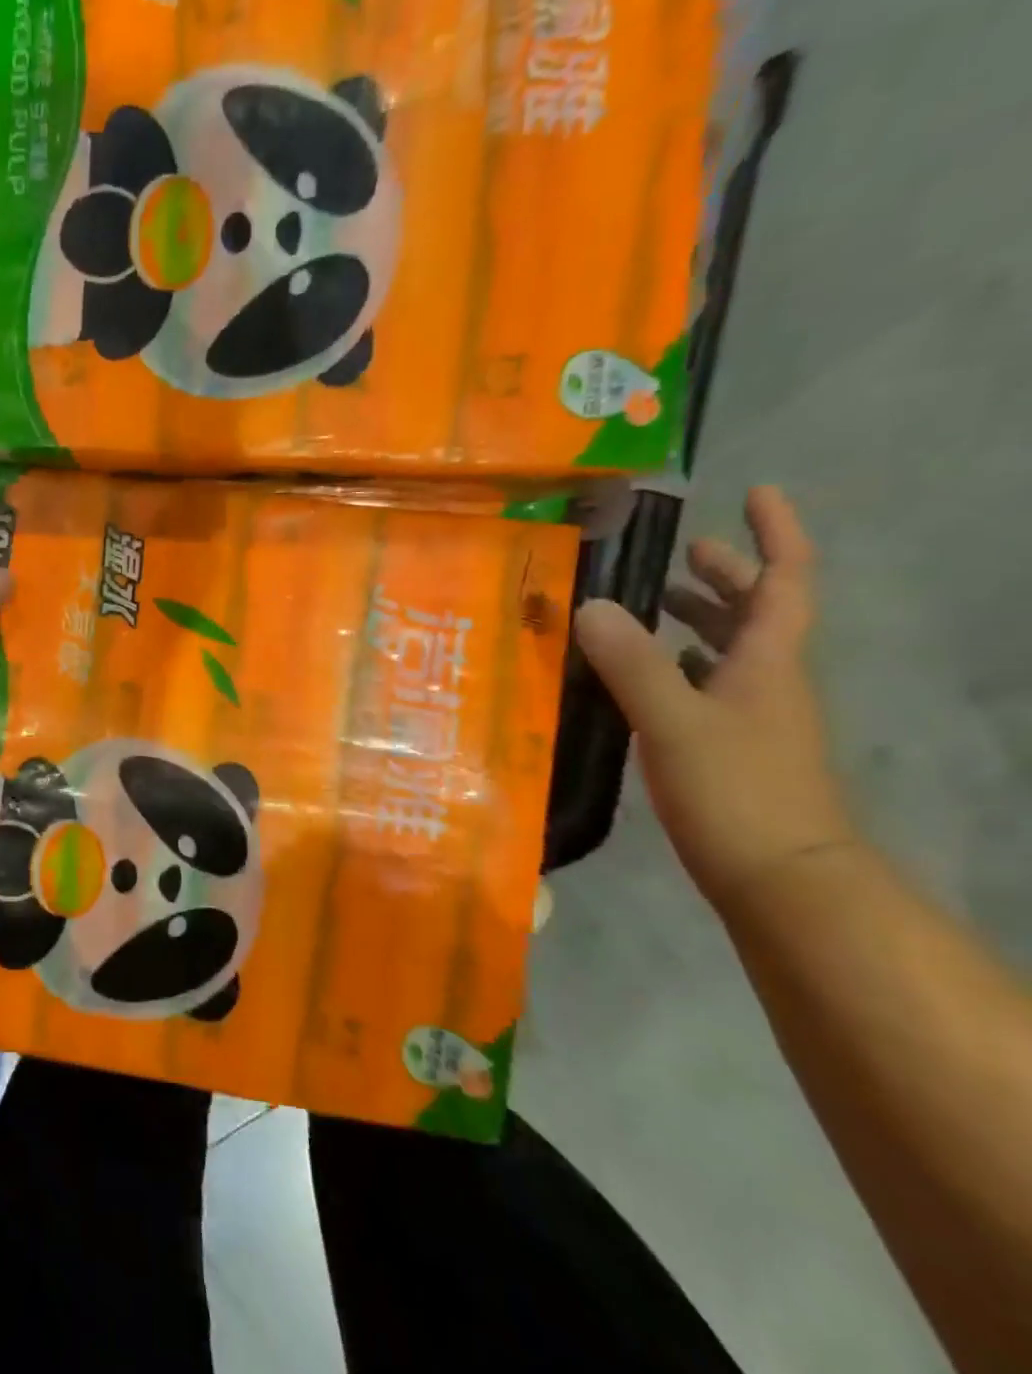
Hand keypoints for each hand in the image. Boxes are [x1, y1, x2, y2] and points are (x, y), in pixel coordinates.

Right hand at [574, 487, 859, 911]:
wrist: (782, 879)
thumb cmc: (737, 790)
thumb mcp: (674, 722)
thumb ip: (632, 664)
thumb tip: (589, 604)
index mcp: (767, 663)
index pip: (784, 582)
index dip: (774, 534)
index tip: (754, 494)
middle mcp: (767, 682)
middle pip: (756, 614)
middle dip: (724, 576)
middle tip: (682, 550)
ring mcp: (751, 718)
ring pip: (729, 652)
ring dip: (698, 621)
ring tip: (649, 605)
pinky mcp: (729, 749)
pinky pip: (705, 687)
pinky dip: (677, 666)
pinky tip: (640, 676)